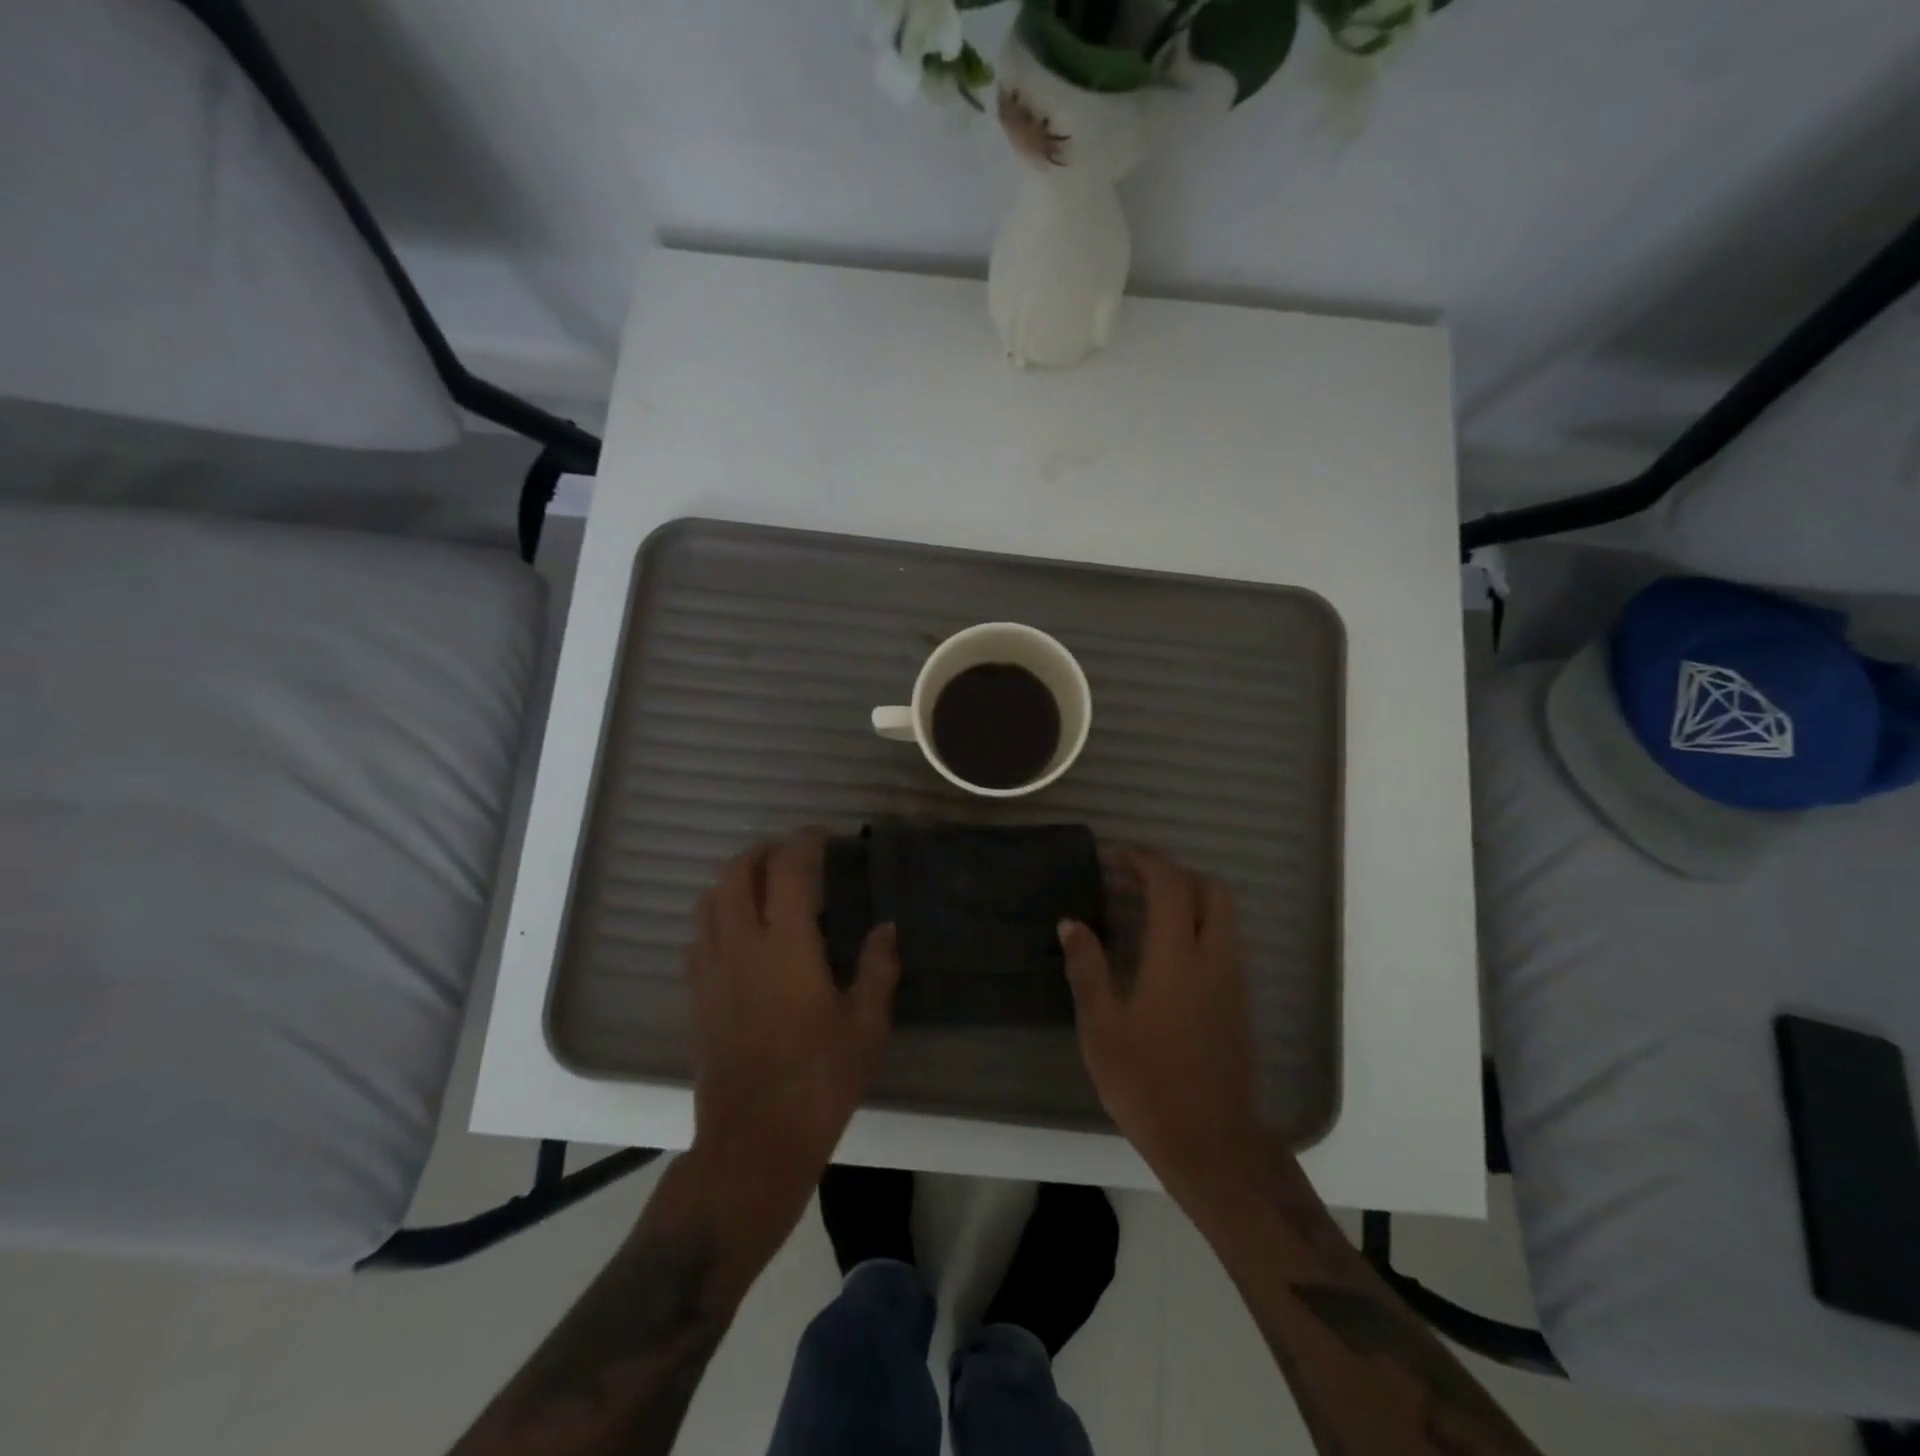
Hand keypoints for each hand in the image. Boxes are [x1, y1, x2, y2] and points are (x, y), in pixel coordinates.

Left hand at [685, 830, 900, 1245]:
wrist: (753, 1142)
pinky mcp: (696, 996)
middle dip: (762, 852)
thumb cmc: (819, 1081)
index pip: (788, 871)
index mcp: (786, 946)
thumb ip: (877, 969)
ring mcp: (711, 970)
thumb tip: (885, 928)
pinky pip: (698, 935)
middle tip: (791, 854)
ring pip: (708, 901)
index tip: (823, 837)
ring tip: (763, 884)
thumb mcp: (866, 1026)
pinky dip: (717, 914)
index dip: (804, 843)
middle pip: (736, 874)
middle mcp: (741, 946)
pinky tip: (739, 932)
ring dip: (734, 879)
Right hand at [1060, 848, 1267, 1194]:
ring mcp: (1232, 980)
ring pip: (1222, 915)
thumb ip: (1087, 968)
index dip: (1142, 860)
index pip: (1170, 884)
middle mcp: (1213, 957)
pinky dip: (1197, 926)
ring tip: (1143, 912)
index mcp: (1176, 957)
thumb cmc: (1147, 1084)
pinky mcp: (1239, 1002)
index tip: (1111, 859)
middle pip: (1210, 889)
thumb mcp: (1101, 1027)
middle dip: (1173, 873)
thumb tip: (1071, 922)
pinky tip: (1163, 954)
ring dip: (1187, 899)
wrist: (1211, 1144)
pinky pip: (1223, 942)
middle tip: (1132, 881)